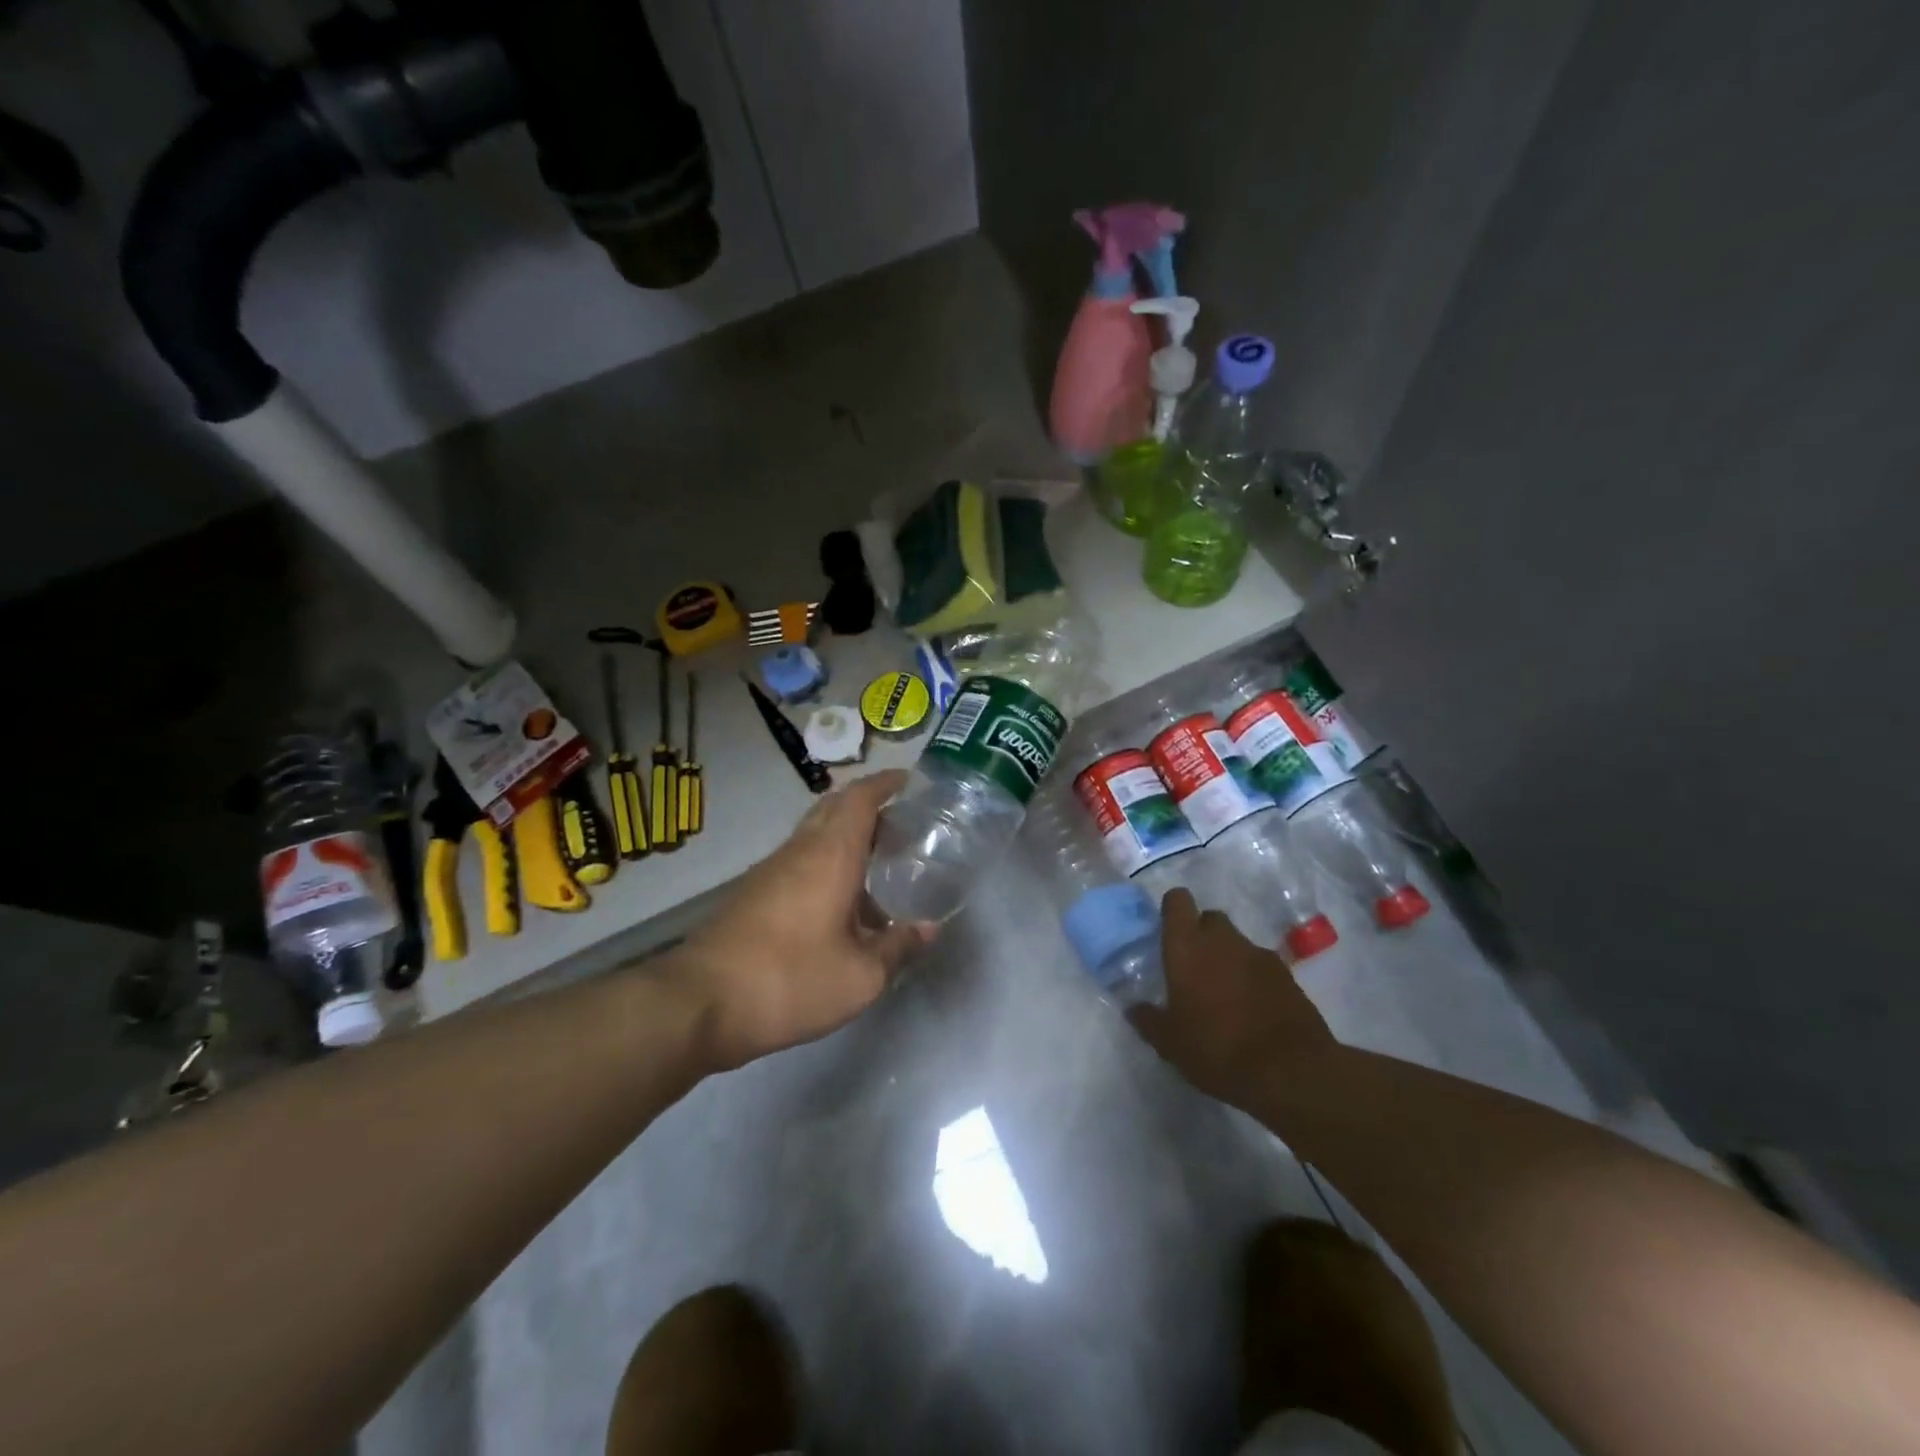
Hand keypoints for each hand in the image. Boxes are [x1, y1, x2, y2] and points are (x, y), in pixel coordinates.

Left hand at [670, 769, 933, 1071]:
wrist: (699, 1003)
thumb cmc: (790, 980)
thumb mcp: (860, 977)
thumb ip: (898, 948)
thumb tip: (928, 928)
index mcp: (830, 855)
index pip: (859, 798)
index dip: (884, 783)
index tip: (907, 780)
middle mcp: (799, 851)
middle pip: (834, 808)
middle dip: (868, 807)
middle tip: (900, 826)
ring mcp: (770, 870)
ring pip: (814, 835)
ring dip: (845, 838)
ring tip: (877, 866)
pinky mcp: (752, 894)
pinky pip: (798, 861)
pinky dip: (825, 864)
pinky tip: (839, 904)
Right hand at [1128, 889, 1340, 1109]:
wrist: (1291, 1071)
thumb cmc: (1217, 1049)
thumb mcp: (1170, 1043)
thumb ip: (1149, 1020)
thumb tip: (1133, 1009)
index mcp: (1187, 946)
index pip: (1178, 900)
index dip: (1172, 910)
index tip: (1167, 930)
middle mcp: (1222, 939)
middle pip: (1210, 918)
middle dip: (1201, 934)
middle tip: (1194, 966)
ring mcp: (1259, 954)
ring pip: (1236, 942)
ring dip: (1228, 957)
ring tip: (1224, 993)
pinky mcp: (1287, 975)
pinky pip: (1261, 964)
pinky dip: (1253, 977)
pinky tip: (1251, 1007)